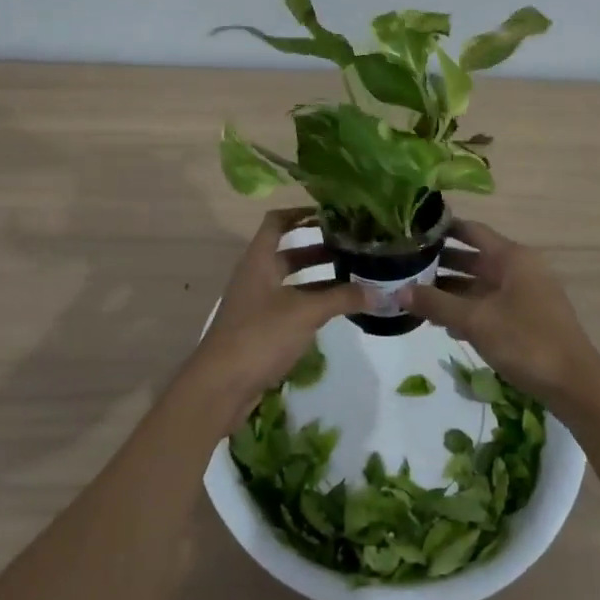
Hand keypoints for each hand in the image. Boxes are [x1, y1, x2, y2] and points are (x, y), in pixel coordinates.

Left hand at [189, 209, 363, 421]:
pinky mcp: (261, 328)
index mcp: (260, 259)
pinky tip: (337, 309)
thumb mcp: (305, 312)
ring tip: (354, 276)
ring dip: (319, 277)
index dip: (302, 213)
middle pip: (289, 252)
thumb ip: (341, 298)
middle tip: (354, 247)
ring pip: (292, 281)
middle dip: (320, 248)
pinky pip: (291, 305)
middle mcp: (257, 275)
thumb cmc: (260, 335)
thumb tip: (379, 291)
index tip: (332, 214)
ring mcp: (258, 303)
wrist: (220, 386)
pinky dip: (312, 302)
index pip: (278, 222)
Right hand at [406, 221, 599, 410]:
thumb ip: (436, 304)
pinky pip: (491, 304)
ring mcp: (525, 294)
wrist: (575, 386)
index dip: (443, 228)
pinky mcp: (527, 318)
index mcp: (512, 257)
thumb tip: (398, 291)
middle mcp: (519, 268)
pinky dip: (468, 309)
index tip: (413, 229)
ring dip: (451, 290)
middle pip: (474, 257)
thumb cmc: (526, 342)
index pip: (471, 230)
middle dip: (441, 263)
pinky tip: (445, 325)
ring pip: (480, 284)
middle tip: (404, 266)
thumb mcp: (475, 321)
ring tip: (416, 297)